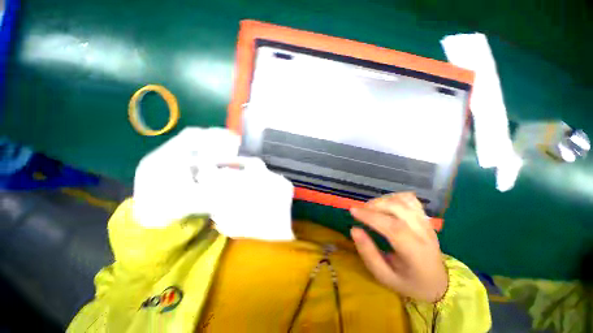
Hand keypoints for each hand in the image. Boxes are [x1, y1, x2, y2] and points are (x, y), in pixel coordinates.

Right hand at [350, 192, 447, 302]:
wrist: (438, 282)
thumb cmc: (408, 282)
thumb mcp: (384, 276)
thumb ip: (368, 254)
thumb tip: (354, 229)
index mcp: (415, 253)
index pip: (393, 228)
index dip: (371, 216)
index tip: (353, 211)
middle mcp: (424, 234)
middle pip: (399, 208)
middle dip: (374, 205)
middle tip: (360, 211)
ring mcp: (426, 223)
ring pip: (404, 200)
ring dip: (382, 200)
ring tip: (371, 208)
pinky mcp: (425, 217)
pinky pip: (410, 199)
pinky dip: (394, 197)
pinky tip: (385, 205)